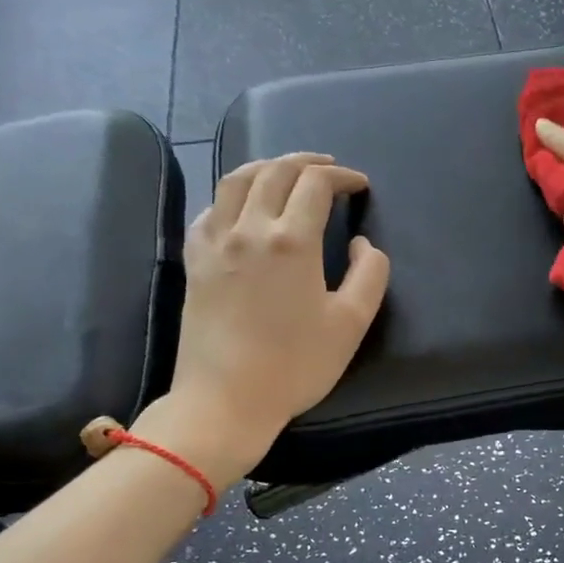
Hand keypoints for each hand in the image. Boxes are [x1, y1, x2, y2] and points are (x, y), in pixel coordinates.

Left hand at [141, 153, 389, 485]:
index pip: (316, 184)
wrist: (226, 399)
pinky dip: (232, 195)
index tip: (359, 186)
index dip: (342, 176)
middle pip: (275, 172)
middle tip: (329, 169)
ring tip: (286, 173)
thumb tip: (361, 244)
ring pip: (236, 180)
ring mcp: (215, 242)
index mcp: (291, 241)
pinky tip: (242, 207)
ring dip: (267, 167)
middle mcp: (249, 228)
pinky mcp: (194, 260)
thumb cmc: (295, 365)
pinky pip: (210, 209)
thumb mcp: (351, 323)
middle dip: (307, 163)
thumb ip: (369, 274)